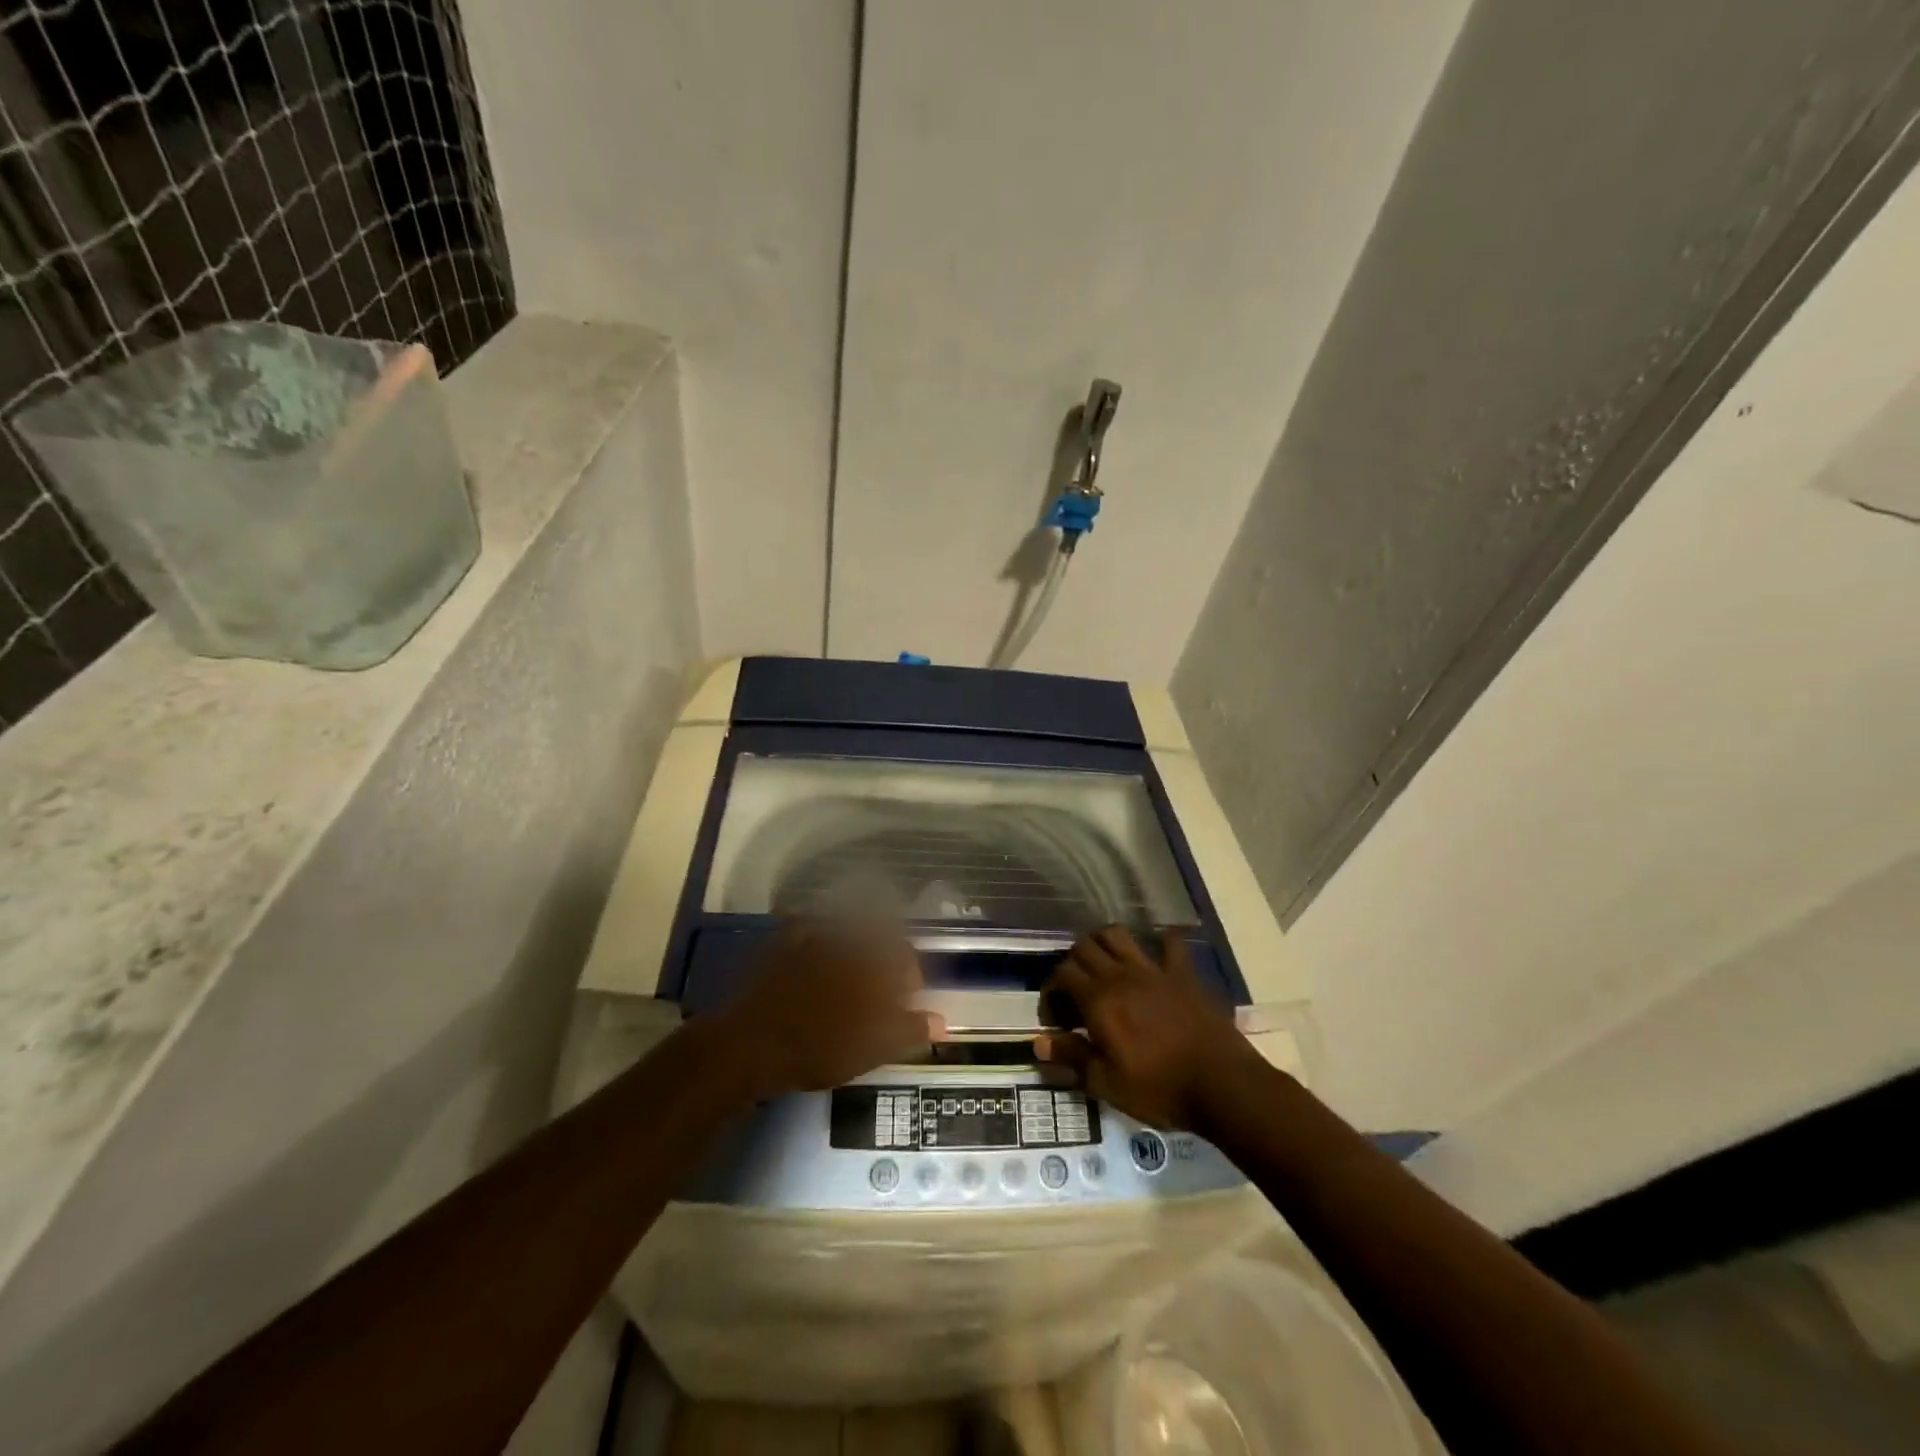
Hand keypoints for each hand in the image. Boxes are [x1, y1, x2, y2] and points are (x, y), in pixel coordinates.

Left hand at [714, 923, 944, 1097]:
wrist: (751, 1045)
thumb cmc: (817, 1050)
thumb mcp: (870, 1049)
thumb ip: (908, 1030)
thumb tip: (942, 1021)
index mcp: (872, 965)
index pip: (906, 958)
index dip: (910, 977)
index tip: (907, 999)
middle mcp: (848, 943)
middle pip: (878, 939)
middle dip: (884, 958)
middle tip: (879, 987)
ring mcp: (814, 939)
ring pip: (844, 929)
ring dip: (854, 943)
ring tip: (849, 971)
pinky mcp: (784, 943)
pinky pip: (805, 926)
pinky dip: (814, 930)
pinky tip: (813, 945)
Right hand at [1035, 926, 1263, 1130]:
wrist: (1222, 1085)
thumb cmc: (1160, 1089)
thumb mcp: (1107, 1083)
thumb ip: (1072, 1057)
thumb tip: (1039, 1041)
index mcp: (1099, 1000)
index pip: (1061, 974)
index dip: (1051, 990)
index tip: (1054, 1015)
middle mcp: (1121, 975)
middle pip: (1084, 947)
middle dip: (1072, 963)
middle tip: (1076, 990)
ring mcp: (1154, 969)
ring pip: (1117, 934)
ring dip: (1104, 943)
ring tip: (1105, 964)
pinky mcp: (1183, 973)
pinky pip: (1170, 943)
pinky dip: (1160, 941)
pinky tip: (1156, 954)